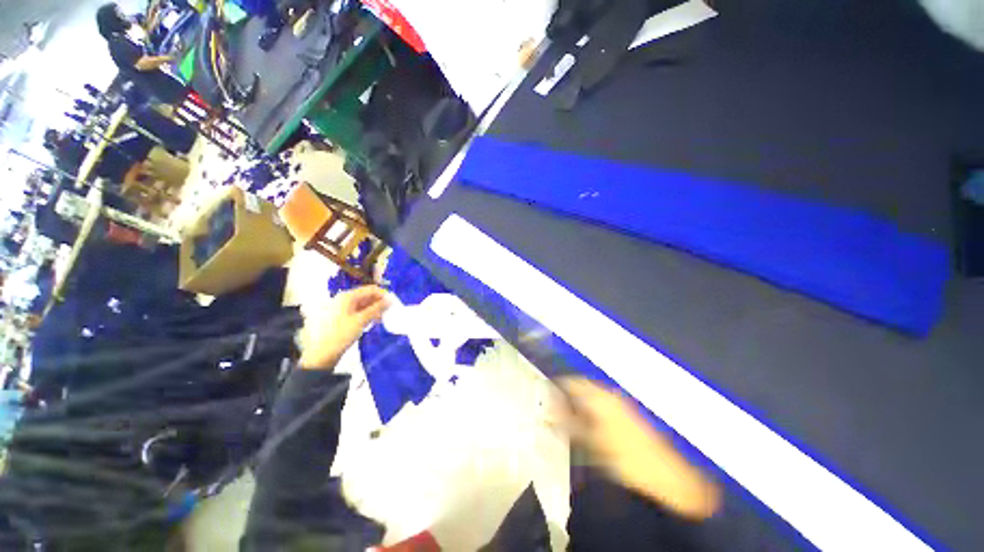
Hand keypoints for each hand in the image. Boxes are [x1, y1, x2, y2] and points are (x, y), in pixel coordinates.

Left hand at [298, 286, 389, 369]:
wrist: (321, 353)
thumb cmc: (341, 334)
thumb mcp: (361, 320)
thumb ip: (377, 309)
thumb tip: (391, 300)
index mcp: (347, 296)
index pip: (370, 289)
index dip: (383, 294)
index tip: (393, 303)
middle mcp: (344, 299)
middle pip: (366, 296)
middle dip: (379, 302)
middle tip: (389, 312)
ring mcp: (342, 308)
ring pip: (363, 304)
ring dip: (374, 309)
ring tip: (382, 318)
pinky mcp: (341, 317)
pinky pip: (358, 311)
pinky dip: (367, 314)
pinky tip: (373, 321)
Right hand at [557, 377, 721, 519]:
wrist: (665, 474)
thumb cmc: (626, 458)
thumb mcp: (592, 443)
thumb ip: (569, 424)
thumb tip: (549, 413)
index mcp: (601, 398)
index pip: (572, 382)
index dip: (558, 386)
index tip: (546, 394)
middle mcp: (610, 394)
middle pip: (582, 386)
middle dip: (567, 394)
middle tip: (555, 407)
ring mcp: (620, 402)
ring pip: (591, 394)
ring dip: (578, 401)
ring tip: (568, 416)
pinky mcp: (626, 411)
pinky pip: (601, 402)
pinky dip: (590, 407)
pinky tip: (587, 422)